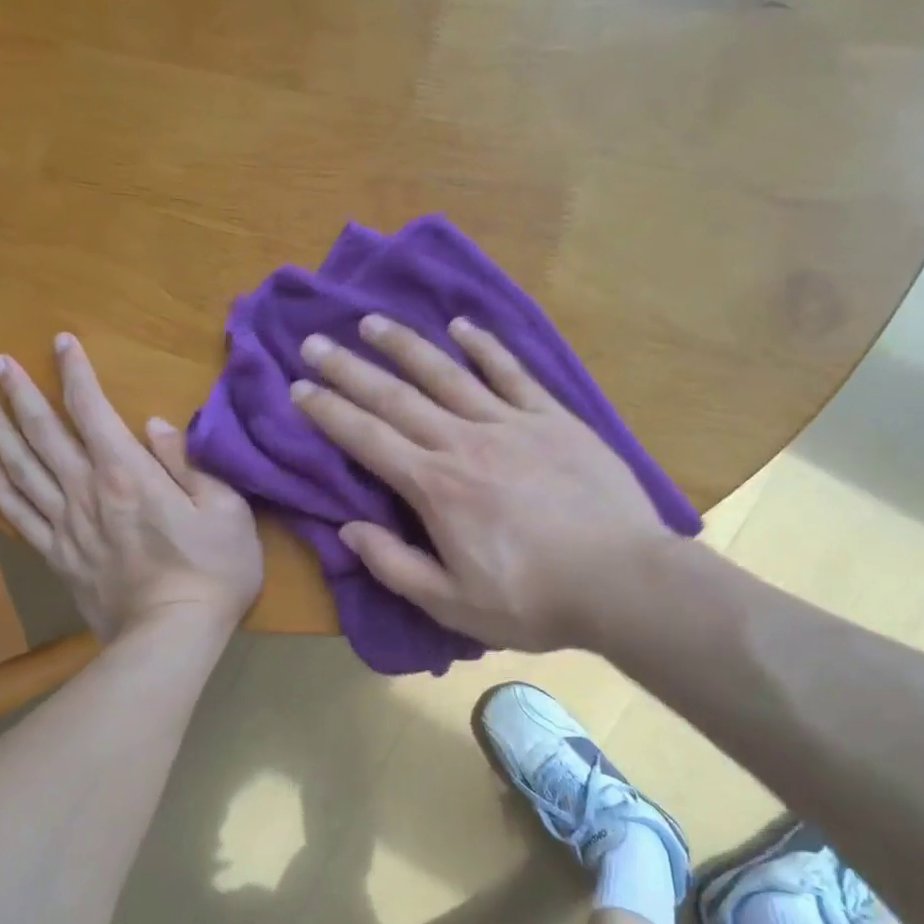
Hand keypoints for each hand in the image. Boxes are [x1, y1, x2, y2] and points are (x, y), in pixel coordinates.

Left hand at [0, 334, 261, 640]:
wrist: (172, 636)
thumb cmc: (212, 570)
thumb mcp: (226, 509)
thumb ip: (189, 464)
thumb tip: (156, 427)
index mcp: (128, 473)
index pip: (92, 410)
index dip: (76, 373)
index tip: (62, 342)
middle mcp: (87, 491)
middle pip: (44, 433)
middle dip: (21, 394)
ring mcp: (67, 526)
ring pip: (23, 469)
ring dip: (1, 433)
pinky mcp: (58, 557)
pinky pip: (21, 516)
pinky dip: (1, 489)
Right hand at [291, 315, 674, 652]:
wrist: (624, 582)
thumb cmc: (533, 600)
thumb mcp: (451, 602)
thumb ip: (394, 565)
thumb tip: (348, 530)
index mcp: (435, 487)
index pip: (367, 440)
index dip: (328, 412)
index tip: (298, 389)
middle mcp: (464, 442)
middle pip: (396, 397)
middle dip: (349, 369)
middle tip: (314, 342)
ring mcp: (511, 424)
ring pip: (447, 374)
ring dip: (405, 346)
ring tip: (372, 321)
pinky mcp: (554, 419)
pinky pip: (512, 374)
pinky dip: (485, 347)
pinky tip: (462, 327)